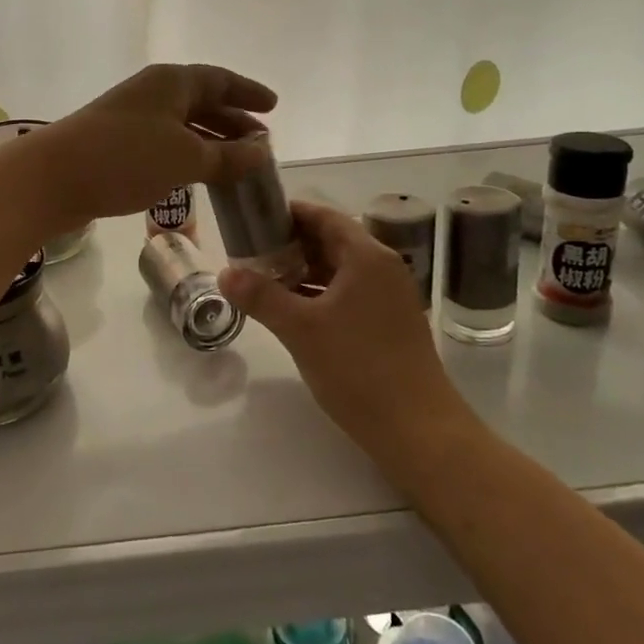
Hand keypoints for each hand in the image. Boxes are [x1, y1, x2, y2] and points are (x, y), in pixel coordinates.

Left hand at [33, 64, 277, 226]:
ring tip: (237, 163)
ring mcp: (132, 117)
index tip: (274, 106)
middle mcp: (153, 93)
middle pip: (202, 101)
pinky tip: (198, 176)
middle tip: (261, 142)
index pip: (221, 80)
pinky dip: (188, 155)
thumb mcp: (186, 158)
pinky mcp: (117, 144)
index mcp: (172, 82)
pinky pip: (165, 143)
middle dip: (233, 121)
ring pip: (183, 125)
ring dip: (211, 142)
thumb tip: (263, 151)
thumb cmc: (126, 158)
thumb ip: (228, 156)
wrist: (53, 177)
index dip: (249, 93)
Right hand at [219, 201, 474, 477]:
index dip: (289, 213)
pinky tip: (292, 310)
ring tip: (263, 278)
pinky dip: (319, 294)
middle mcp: (382, 268)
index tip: (254, 218)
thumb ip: (261, 296)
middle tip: (250, 250)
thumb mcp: (300, 329)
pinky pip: (348, 294)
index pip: (324, 216)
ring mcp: (389, 297)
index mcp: (366, 257)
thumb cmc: (358, 368)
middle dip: (291, 244)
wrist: (417, 429)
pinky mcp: (389, 324)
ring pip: (339, 270)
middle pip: (332, 241)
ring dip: (303, 271)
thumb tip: (225, 272)